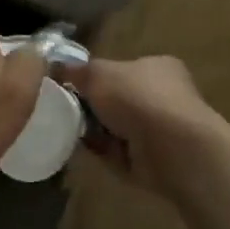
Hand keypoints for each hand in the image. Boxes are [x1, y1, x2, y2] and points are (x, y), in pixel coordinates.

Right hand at [62, 55, 226, 194]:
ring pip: (116, 128)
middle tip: (66, 109)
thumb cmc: (138, 98)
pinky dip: (103, 153)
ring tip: (71, 131)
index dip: (97, 76)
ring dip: (94, 131)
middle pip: (117, 100)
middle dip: (92, 107)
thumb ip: (77, 71)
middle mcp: (163, 96)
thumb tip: (56, 67)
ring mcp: (162, 131)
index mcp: (157, 67)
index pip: (122, 69)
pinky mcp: (156, 161)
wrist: (173, 149)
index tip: (72, 85)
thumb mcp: (98, 74)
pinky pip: (120, 154)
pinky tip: (86, 150)